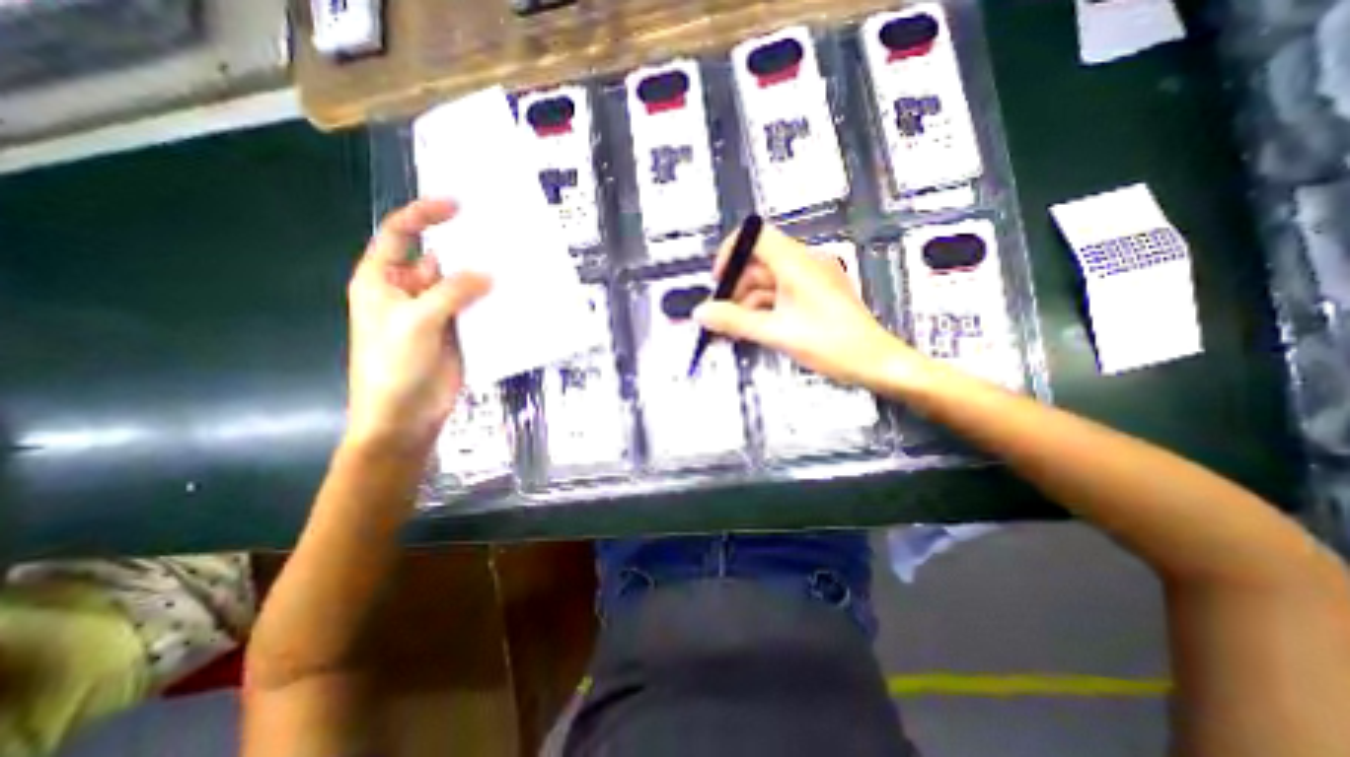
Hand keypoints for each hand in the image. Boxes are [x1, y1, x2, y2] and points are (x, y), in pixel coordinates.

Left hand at [343, 197, 493, 453]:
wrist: (406, 415)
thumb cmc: (394, 365)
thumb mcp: (416, 322)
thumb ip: (451, 293)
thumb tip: (488, 274)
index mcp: (383, 281)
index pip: (399, 236)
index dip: (423, 216)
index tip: (456, 206)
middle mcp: (410, 292)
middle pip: (437, 258)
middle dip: (463, 246)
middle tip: (498, 234)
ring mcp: (437, 313)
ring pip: (462, 285)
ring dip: (482, 276)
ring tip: (513, 262)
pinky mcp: (459, 332)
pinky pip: (477, 309)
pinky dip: (492, 302)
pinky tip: (513, 295)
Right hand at [694, 221, 930, 389]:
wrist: (876, 363)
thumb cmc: (832, 344)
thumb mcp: (777, 333)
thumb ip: (735, 322)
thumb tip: (701, 313)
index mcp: (797, 263)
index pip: (756, 235)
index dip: (731, 252)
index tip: (718, 280)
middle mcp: (804, 265)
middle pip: (758, 263)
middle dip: (736, 288)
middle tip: (721, 316)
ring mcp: (810, 281)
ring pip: (767, 283)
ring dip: (747, 303)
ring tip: (734, 330)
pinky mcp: (814, 297)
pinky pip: (780, 295)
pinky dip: (763, 309)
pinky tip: (753, 329)